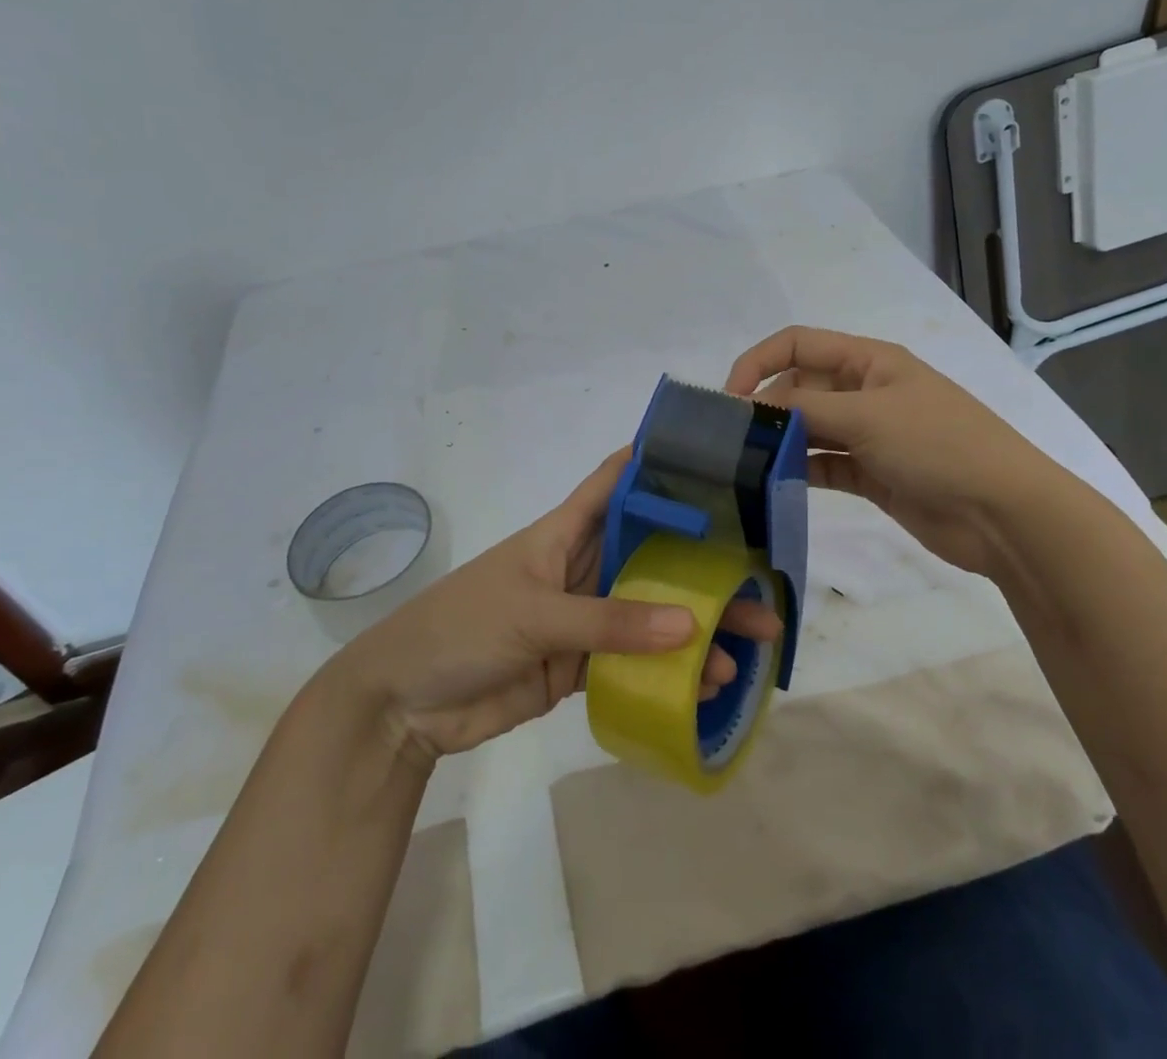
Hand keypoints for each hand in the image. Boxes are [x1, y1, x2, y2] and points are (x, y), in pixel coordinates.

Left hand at [330, 450, 781, 763]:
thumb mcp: (532, 614)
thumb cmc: (460, 628)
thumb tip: (690, 625)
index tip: (714, 461)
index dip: (658, 464)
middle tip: (761, 577)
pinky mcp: (580, 664)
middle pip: (651, 554)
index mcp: (565, 532)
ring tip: (750, 643)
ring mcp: (584, 617)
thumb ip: (608, 621)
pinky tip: (708, 684)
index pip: (616, 482)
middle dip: (702, 562)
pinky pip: (635, 661)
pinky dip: (670, 671)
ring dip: (696, 624)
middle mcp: (582, 566)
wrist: (405, 704)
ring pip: (651, 611)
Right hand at [726, 326, 1080, 575]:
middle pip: (800, 388)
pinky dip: (800, 471)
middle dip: (767, 408)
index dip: (758, 362)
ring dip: (780, 442)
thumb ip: (804, 409)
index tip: (727, 399)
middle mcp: (865, 391)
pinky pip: (824, 464)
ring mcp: (869, 434)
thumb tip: (749, 408)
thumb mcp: (868, 416)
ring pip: (809, 429)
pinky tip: (774, 485)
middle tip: (732, 442)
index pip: (798, 344)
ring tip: (743, 465)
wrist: (1004, 514)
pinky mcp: (872, 474)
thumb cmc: (939, 445)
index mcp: (869, 360)